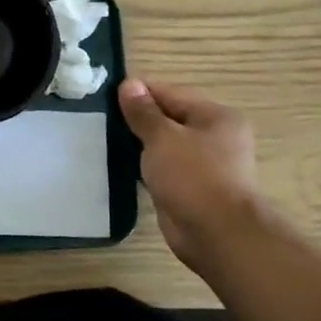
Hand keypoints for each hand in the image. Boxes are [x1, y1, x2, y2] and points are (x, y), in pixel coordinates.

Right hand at [118, 78, 269, 266]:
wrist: (218, 236)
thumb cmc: (194, 177)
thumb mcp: (163, 137)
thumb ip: (143, 112)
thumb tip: (129, 84)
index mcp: (215, 116)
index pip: (170, 93)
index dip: (138, 93)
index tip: (106, 96)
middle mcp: (215, 137)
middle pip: (169, 118)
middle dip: (138, 119)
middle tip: (102, 120)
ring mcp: (205, 165)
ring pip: (165, 145)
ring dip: (140, 144)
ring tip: (106, 140)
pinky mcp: (192, 189)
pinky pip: (164, 168)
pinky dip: (146, 166)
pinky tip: (123, 166)